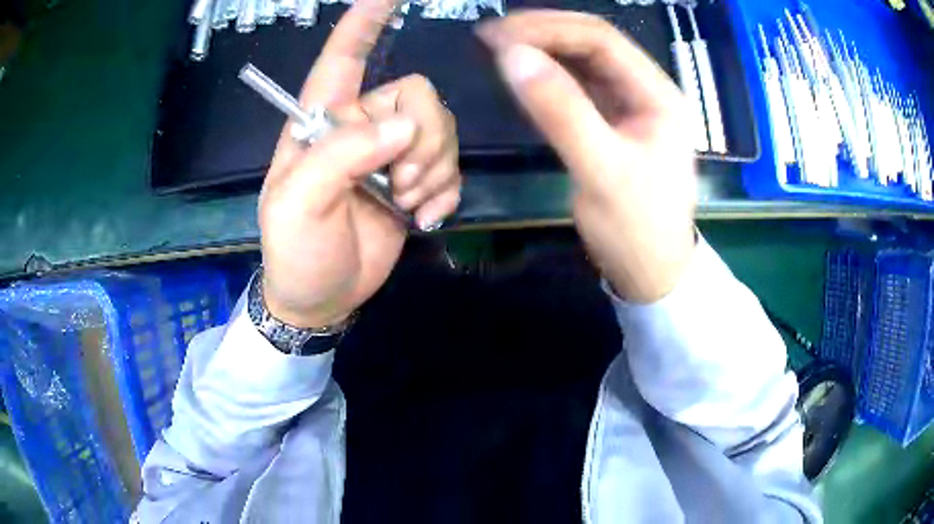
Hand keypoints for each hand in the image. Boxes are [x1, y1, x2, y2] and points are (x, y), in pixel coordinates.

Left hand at [260, 0, 460, 327]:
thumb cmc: (295, 251)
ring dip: (434, 170)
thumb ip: (340, 158)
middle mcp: (360, 128)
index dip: (363, 25)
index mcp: (322, 122)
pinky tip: (425, 218)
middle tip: (401, 185)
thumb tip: (402, 128)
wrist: (321, 298)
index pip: (342, 59)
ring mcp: (391, 155)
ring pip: (440, 130)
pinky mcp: (415, 184)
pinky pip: (451, 167)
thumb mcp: (298, 206)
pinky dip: (446, 191)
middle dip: (421, 140)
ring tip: (408, 205)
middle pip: (416, 96)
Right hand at [478, 10, 696, 302]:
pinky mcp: (614, 123)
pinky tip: (524, 74)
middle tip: (490, 37)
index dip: (548, 28)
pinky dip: (549, 76)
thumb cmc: (636, 229)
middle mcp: (647, 91)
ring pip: (584, 62)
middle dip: (542, 34)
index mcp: (658, 94)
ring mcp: (631, 106)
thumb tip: (511, 55)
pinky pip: (580, 87)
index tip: (497, 34)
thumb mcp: (601, 170)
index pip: (601, 39)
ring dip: (543, 50)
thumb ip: (560, 110)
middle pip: (593, 44)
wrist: (652, 274)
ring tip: (498, 48)